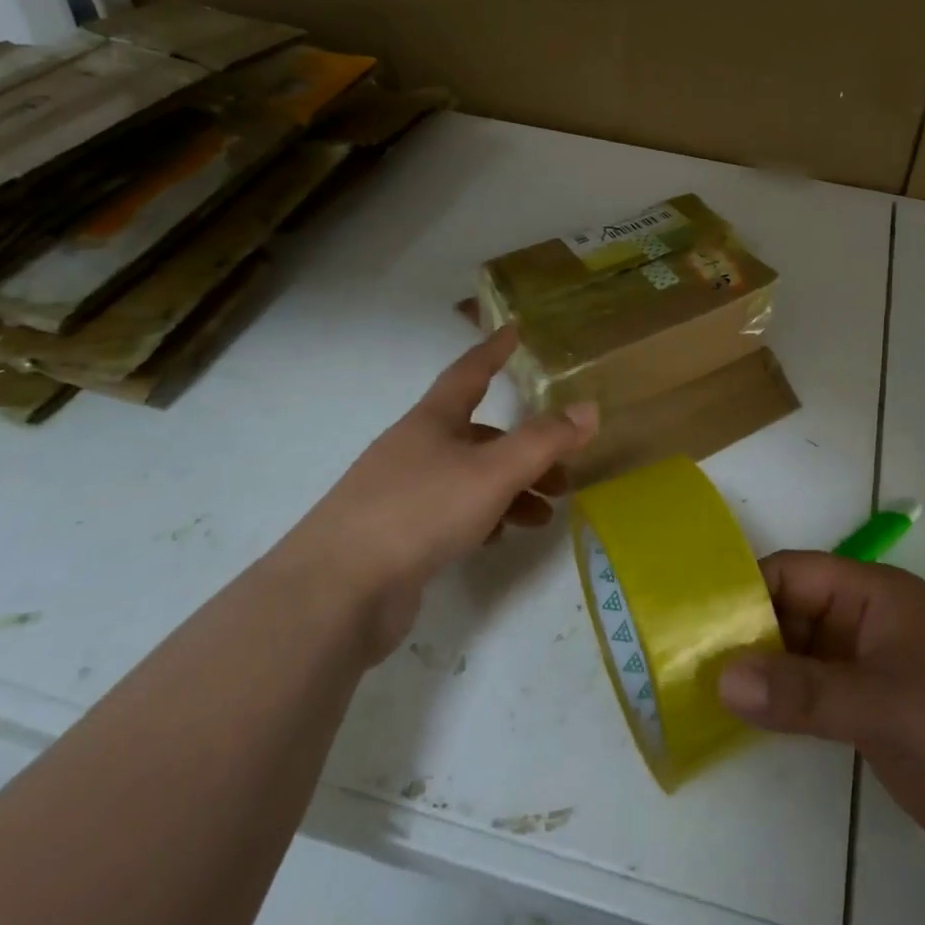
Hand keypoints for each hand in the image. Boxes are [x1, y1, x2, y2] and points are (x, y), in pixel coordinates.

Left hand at [274, 327, 597, 661]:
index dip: (493, 351)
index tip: (514, 330)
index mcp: (432, 421)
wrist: (335, 594)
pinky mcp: (395, 536)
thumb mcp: (493, 472)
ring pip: (469, 478)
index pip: (469, 372)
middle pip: (479, 435)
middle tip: (564, 472)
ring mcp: (401, 493)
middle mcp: (415, 449)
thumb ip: (544, 441)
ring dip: (510, 490)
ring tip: (543, 516)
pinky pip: (451, 513)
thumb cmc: (420, 511)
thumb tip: (589, 409)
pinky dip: (483, 517)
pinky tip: (501, 537)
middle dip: (524, 448)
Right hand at [718, 552, 924, 877]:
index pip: (794, 574)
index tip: (695, 624)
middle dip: (746, 636)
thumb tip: (720, 677)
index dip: (745, 592)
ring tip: (705, 696)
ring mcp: (876, 668)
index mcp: (874, 595)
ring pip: (804, 656)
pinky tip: (752, 723)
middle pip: (794, 613)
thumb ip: (802, 692)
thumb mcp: (883, 707)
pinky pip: (821, 695)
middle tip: (687, 667)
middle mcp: (870, 622)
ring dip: (763, 672)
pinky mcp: (881, 712)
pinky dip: (788, 704)